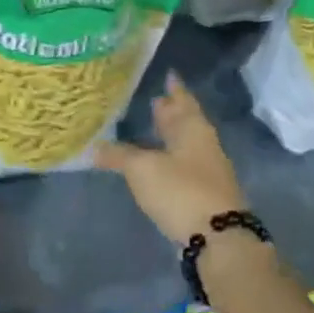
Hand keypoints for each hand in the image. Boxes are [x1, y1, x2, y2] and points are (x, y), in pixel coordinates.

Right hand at [95, 72, 248, 242]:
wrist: (218, 238)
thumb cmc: (181, 190)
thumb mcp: (142, 169)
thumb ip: (119, 155)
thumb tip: (95, 147)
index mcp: (193, 129)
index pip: (182, 101)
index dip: (174, 89)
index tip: (169, 74)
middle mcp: (203, 145)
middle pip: (186, 123)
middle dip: (170, 112)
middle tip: (155, 99)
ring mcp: (207, 171)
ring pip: (185, 145)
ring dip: (170, 136)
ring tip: (151, 128)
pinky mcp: (203, 194)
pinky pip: (183, 166)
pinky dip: (169, 158)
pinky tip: (156, 163)